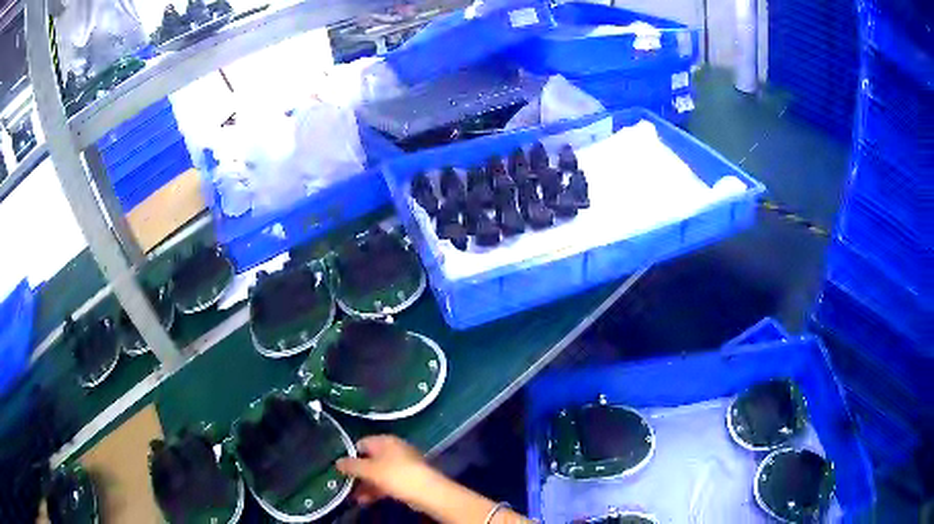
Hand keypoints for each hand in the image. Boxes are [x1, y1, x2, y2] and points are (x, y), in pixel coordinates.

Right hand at [336, 435, 439, 507]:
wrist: (427, 491)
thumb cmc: (395, 474)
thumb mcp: (369, 470)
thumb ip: (351, 465)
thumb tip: (337, 462)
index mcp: (384, 440)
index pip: (361, 443)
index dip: (350, 455)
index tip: (341, 467)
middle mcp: (394, 449)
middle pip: (370, 460)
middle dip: (358, 474)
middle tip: (345, 484)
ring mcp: (402, 464)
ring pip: (378, 473)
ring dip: (365, 485)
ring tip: (354, 497)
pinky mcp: (408, 479)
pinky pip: (387, 482)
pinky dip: (377, 490)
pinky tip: (366, 501)